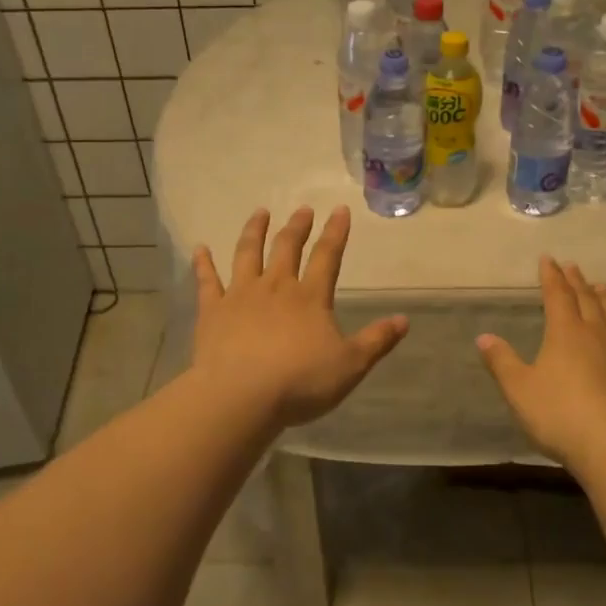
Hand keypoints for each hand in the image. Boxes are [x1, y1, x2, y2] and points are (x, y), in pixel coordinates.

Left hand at [191, 206, 407, 427]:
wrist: (242, 396)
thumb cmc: (300, 382)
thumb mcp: (350, 365)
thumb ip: (377, 341)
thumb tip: (404, 320)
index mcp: (310, 298)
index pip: (327, 257)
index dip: (336, 233)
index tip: (340, 210)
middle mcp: (276, 287)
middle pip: (287, 248)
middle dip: (297, 227)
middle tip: (302, 209)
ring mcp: (240, 295)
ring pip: (247, 254)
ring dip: (254, 231)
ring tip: (259, 213)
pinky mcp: (212, 311)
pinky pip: (206, 281)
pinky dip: (203, 263)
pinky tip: (200, 248)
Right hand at [477, 258, 605, 464]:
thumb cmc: (559, 414)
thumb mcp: (519, 390)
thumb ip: (501, 361)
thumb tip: (483, 336)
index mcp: (565, 332)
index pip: (557, 295)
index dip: (551, 276)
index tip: (548, 259)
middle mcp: (597, 333)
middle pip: (587, 300)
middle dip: (577, 282)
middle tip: (573, 267)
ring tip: (601, 287)